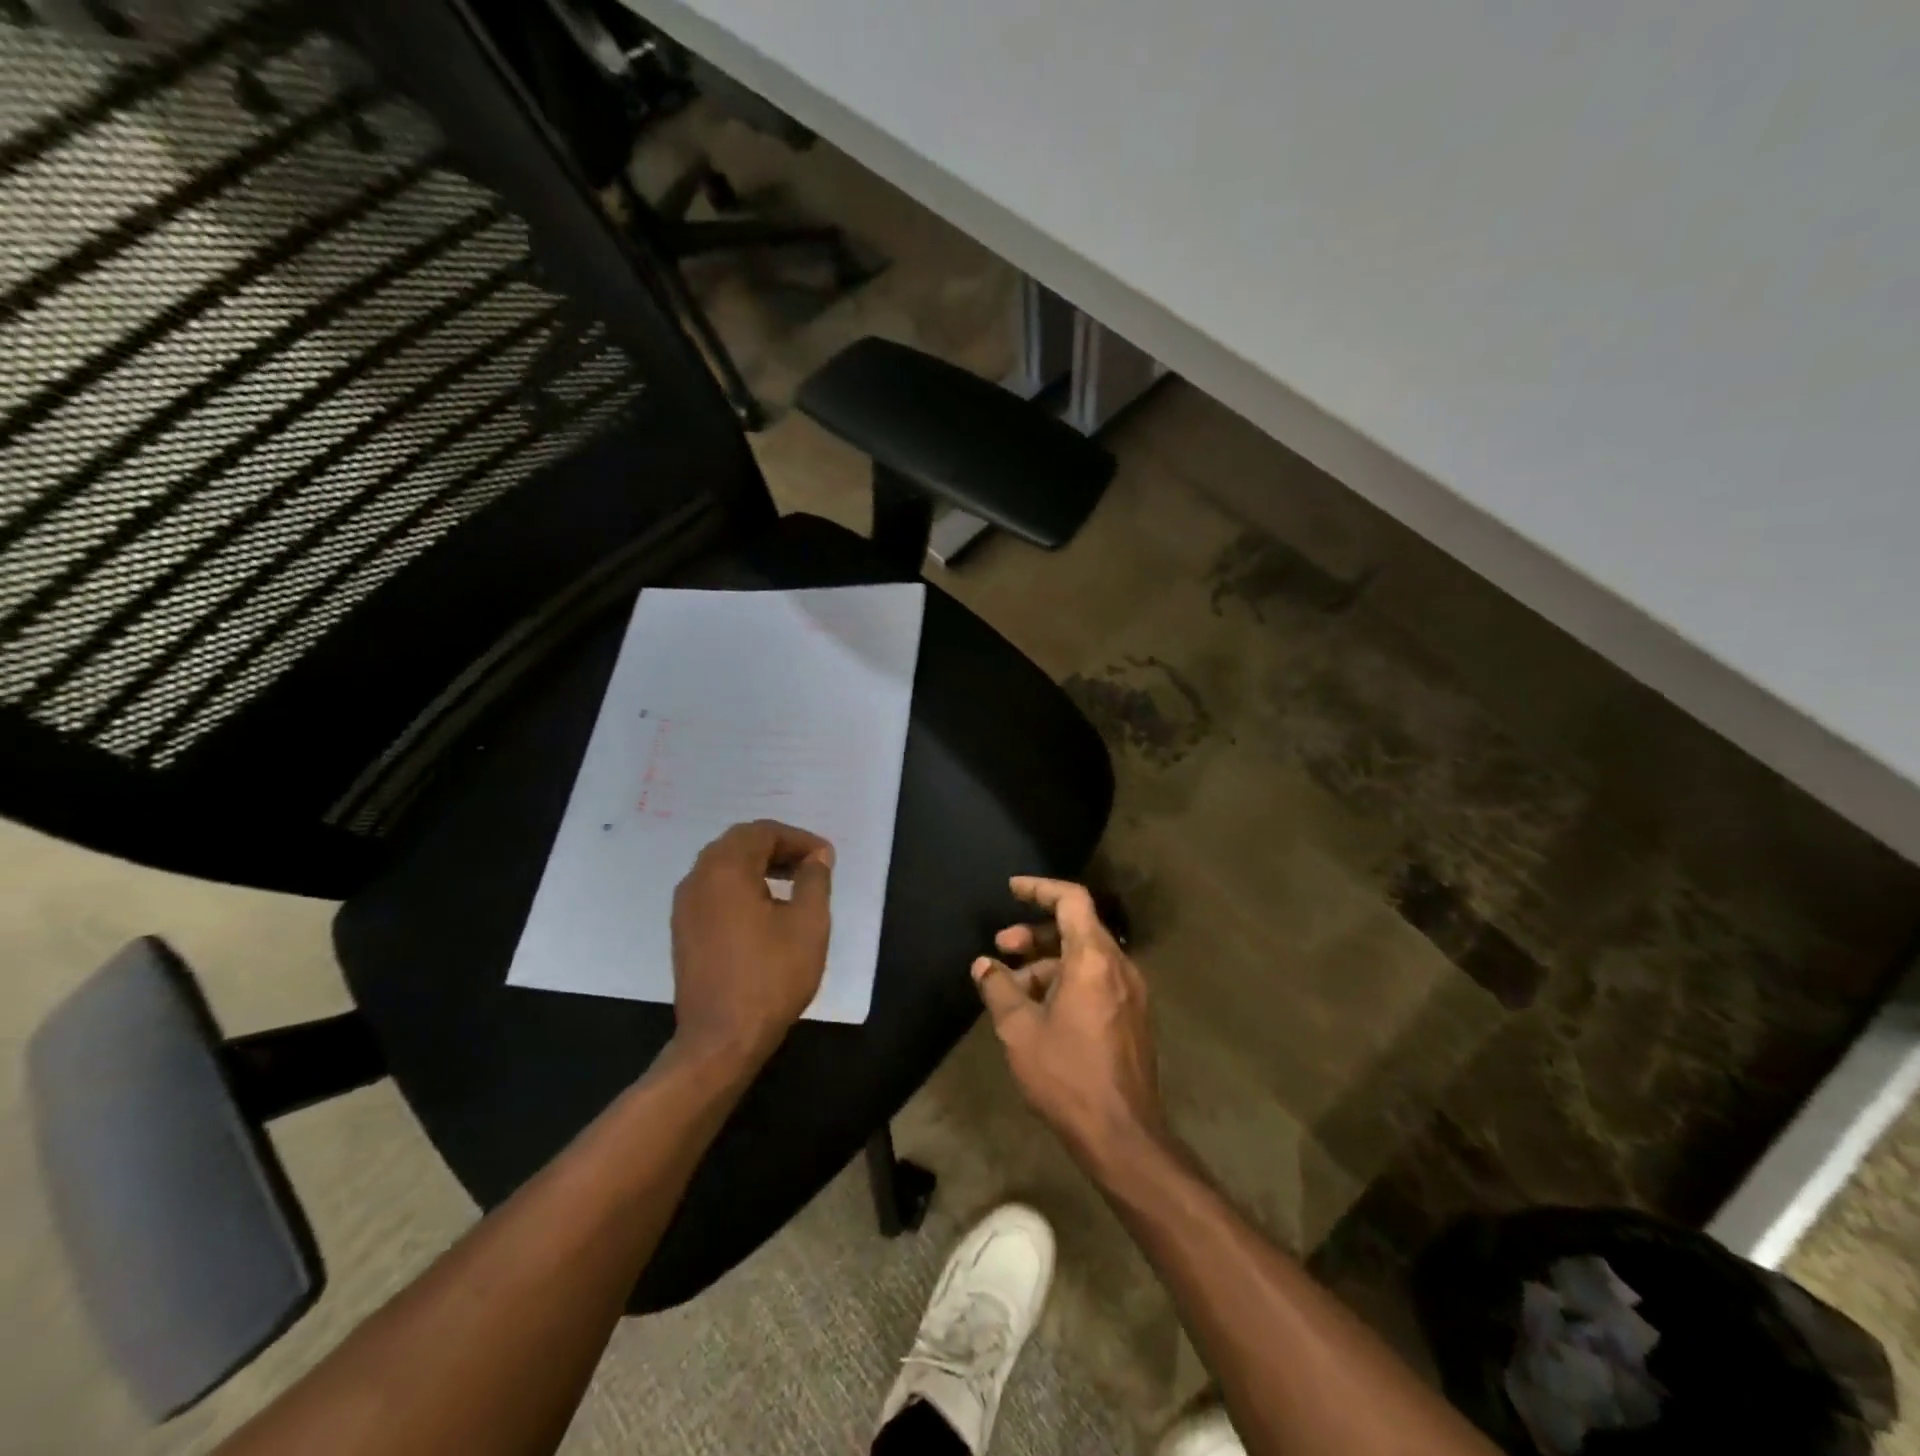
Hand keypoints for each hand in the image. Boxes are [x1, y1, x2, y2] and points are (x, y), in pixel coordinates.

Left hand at [670, 820, 833, 1066]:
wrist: (721, 1039)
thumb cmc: (770, 976)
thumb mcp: (808, 924)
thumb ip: (814, 880)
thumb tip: (816, 857)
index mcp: (725, 870)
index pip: (762, 832)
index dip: (798, 839)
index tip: (826, 858)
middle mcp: (698, 878)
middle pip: (739, 843)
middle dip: (777, 847)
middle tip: (810, 866)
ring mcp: (685, 906)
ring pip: (723, 866)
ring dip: (758, 865)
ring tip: (792, 885)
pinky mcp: (683, 930)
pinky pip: (713, 889)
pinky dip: (740, 886)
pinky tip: (765, 910)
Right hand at [972, 877, 1167, 1169]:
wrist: (1122, 1135)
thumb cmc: (1067, 1075)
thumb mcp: (1019, 1030)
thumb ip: (999, 988)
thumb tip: (984, 965)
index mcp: (1094, 959)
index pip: (1071, 900)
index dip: (1040, 889)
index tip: (1012, 890)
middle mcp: (1119, 967)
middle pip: (1076, 928)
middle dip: (1035, 933)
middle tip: (1001, 949)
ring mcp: (1130, 993)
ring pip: (1085, 958)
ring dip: (1047, 963)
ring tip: (1012, 989)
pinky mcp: (1132, 1017)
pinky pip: (1096, 981)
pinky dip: (1065, 981)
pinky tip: (1038, 1010)